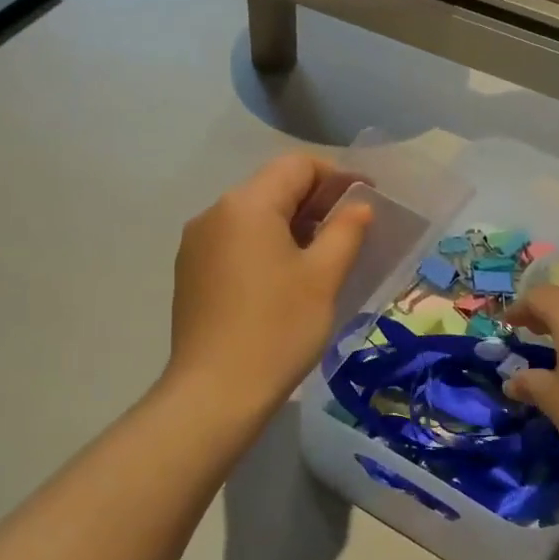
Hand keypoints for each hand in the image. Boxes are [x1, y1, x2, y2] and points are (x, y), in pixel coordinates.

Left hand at [165, 152, 372, 419]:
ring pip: (253, 215)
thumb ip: (346, 231)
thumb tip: (359, 206)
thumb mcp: (323, 277)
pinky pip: (235, 241)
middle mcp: (214, 213)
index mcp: (246, 204)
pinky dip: (266, 245)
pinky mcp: (191, 272)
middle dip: (316, 200)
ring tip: (323, 255)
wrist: (215, 393)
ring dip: (292, 224)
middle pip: (273, 187)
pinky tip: (286, 277)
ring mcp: (197, 243)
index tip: (368, 201)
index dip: (338, 177)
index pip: (298, 166)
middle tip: (352, 230)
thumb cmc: (277, 329)